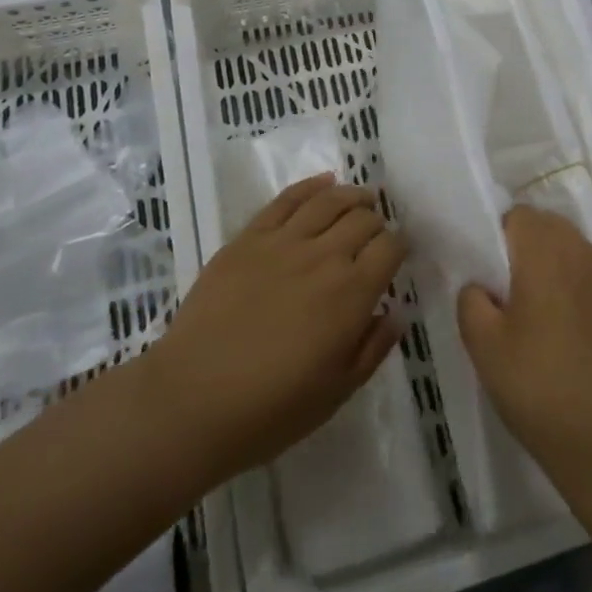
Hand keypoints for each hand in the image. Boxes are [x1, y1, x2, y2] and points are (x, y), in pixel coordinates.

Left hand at [146, 175, 404, 488]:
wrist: (191, 401)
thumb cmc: (271, 409)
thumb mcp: (337, 391)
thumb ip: (374, 347)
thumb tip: (396, 311)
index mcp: (352, 294)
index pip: (390, 248)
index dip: (400, 247)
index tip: (397, 255)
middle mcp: (324, 257)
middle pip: (363, 219)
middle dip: (377, 223)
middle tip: (375, 235)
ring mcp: (283, 242)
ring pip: (330, 200)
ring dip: (352, 196)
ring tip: (361, 200)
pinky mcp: (248, 238)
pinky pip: (286, 199)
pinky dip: (311, 186)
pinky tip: (324, 183)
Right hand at [457, 207, 591, 503]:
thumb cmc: (542, 390)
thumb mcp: (484, 349)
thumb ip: (472, 301)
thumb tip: (482, 286)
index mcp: (547, 253)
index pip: (519, 216)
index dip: (501, 240)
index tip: (495, 280)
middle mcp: (588, 254)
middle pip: (553, 231)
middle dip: (532, 255)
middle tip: (519, 304)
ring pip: (582, 259)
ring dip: (564, 277)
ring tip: (555, 330)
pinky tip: (588, 347)